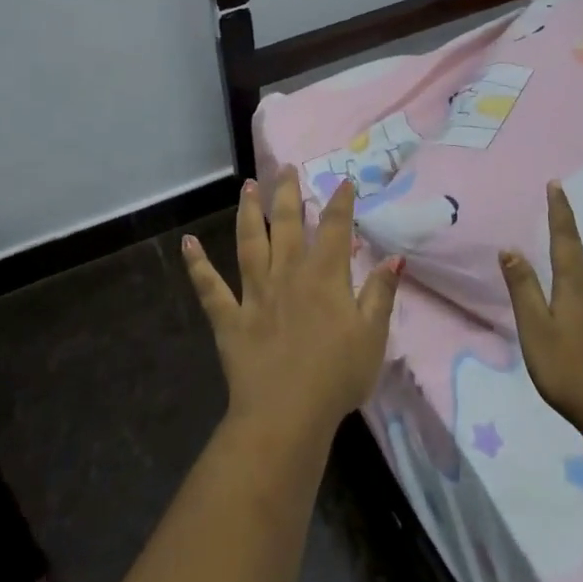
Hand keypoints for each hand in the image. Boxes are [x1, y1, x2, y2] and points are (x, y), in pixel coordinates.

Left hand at [183, 167, 401, 444]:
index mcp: (324, 276)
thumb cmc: (337, 376)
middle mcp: (287, 274)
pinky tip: (188, 244)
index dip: (339, 202)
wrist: (287, 414)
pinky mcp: (229, 318)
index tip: (342, 180)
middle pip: (286, 224)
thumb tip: (394, 257)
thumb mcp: (372, 335)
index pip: (334, 228)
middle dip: (288, 193)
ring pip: (249, 243)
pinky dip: (198, 265)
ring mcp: (254, 293)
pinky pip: (210, 288)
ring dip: (248, 212)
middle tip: (285, 167)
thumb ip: (381, 293)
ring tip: (248, 186)